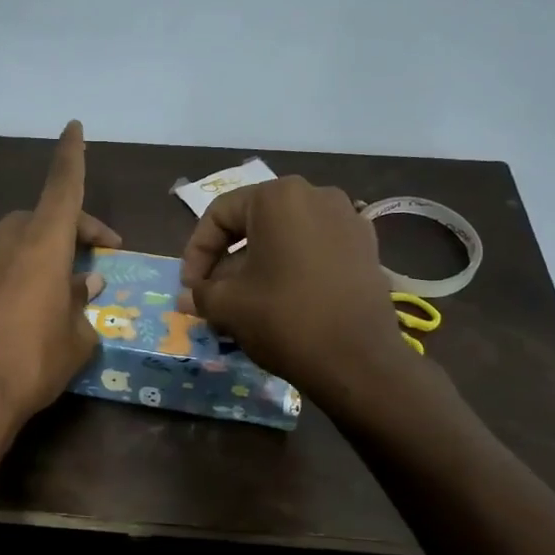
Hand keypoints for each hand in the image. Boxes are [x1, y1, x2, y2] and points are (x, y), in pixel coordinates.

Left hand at [0, 121, 120, 444]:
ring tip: (38, 271)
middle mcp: (8, 239)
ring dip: (27, 240)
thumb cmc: (33, 366)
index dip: (71, 156)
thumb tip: (85, 282)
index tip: (74, 128)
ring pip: (5, 229)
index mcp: (46, 245)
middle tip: (90, 267)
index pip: (63, 187)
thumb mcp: (77, 340)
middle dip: (71, 232)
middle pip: (41, 216)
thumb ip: (83, 305)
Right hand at [177, 176, 404, 396]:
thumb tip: (187, 296)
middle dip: (228, 260)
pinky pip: (315, 249)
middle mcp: (315, 195)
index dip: (196, 251)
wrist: (359, 360)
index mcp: (277, 196)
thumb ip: (200, 293)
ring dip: (259, 265)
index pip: (220, 214)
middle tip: (213, 295)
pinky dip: (293, 268)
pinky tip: (283, 301)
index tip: (190, 287)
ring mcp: (347, 219)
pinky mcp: (366, 247)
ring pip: (285, 237)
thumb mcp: (228, 306)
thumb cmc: (284, 319)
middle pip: (254, 222)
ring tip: (245, 302)